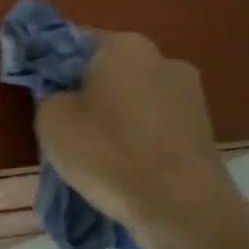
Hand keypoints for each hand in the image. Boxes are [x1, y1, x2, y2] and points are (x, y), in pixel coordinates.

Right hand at [34, 32, 238, 247]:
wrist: (181, 206)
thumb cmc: (108, 152)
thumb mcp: (51, 120)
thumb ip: (50, 94)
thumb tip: (63, 95)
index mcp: (124, 45)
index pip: (76, 42)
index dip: (54, 67)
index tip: (43, 93)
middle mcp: (163, 58)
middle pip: (111, 69)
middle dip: (89, 91)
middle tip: (68, 124)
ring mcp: (191, 93)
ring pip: (137, 98)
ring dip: (118, 115)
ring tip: (100, 152)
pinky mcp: (205, 128)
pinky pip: (158, 125)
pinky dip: (141, 137)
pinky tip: (128, 165)